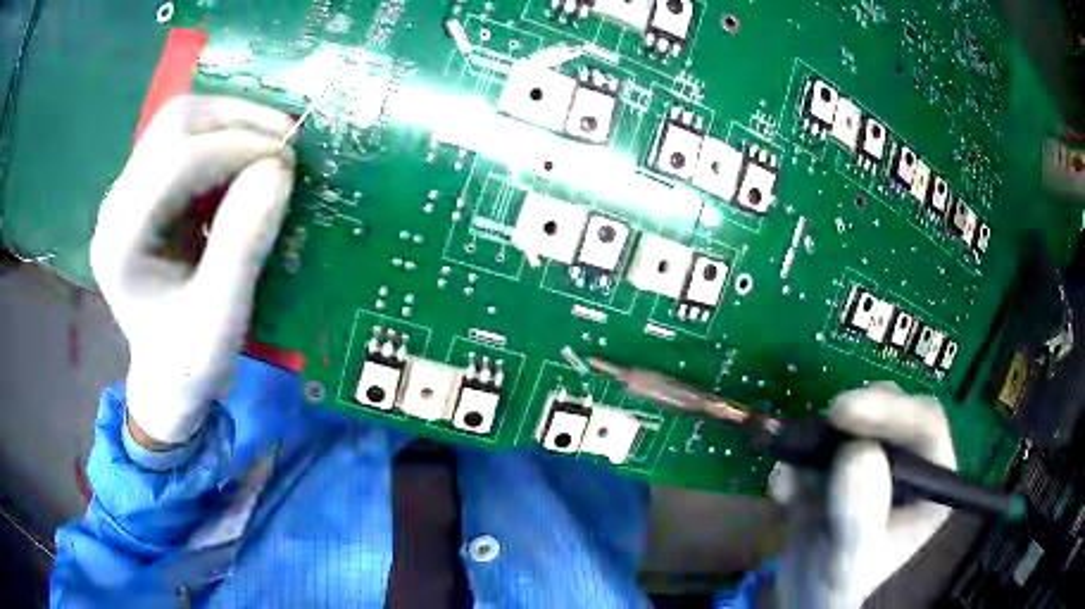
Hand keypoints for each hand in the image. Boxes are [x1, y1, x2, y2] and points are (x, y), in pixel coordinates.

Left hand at [91, 95, 295, 444]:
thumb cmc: (190, 361)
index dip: (235, 147)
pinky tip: (250, 155)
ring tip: (273, 143)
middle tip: (287, 141)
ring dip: (233, 119)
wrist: (166, 375)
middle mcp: (116, 204)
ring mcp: (129, 191)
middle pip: (174, 124)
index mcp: (121, 242)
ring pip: (181, 119)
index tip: (288, 160)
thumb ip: (244, 245)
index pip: (174, 163)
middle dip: (236, 120)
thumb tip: (278, 169)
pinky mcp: (146, 187)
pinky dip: (226, 133)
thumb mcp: (223, 319)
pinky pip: (187, 136)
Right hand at [771, 383, 954, 608]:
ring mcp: (878, 459)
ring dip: (818, 443)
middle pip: (895, 410)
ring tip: (793, 487)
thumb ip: (859, 515)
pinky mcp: (845, 461)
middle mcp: (911, 463)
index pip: (926, 426)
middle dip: (856, 417)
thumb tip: (859, 451)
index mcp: (931, 484)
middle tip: (820, 427)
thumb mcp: (848, 561)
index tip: (844, 413)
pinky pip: (823, 441)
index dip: (892, 410)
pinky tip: (785, 496)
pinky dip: (797, 460)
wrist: (803, 595)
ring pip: (858, 419)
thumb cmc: (837, 586)